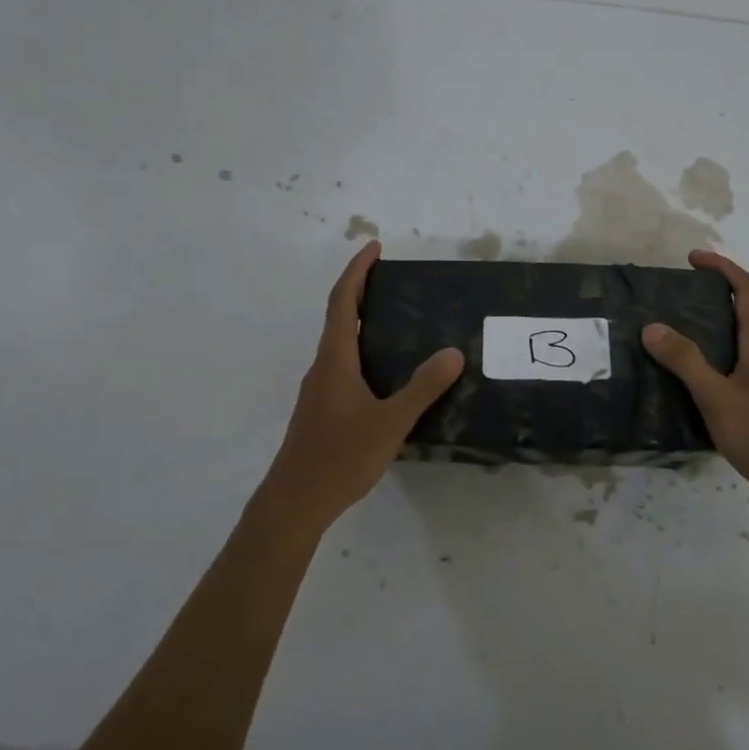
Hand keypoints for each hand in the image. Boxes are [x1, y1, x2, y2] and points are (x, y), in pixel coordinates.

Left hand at [260, 240, 463, 534]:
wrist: (295, 502)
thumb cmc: (339, 457)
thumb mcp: (389, 422)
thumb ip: (422, 388)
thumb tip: (453, 353)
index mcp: (335, 360)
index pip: (343, 301)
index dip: (358, 271)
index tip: (375, 247)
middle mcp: (323, 367)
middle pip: (339, 317)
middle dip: (361, 291)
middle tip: (392, 279)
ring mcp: (319, 390)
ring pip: (340, 343)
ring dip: (361, 321)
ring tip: (396, 320)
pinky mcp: (321, 410)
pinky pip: (343, 365)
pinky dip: (362, 350)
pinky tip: (385, 372)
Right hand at [644, 250, 748, 515]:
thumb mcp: (717, 398)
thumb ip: (686, 362)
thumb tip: (652, 327)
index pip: (747, 290)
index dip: (722, 268)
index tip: (693, 259)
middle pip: (745, 311)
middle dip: (713, 295)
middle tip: (675, 298)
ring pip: (741, 339)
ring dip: (713, 327)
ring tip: (675, 335)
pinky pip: (738, 364)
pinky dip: (716, 356)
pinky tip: (694, 380)